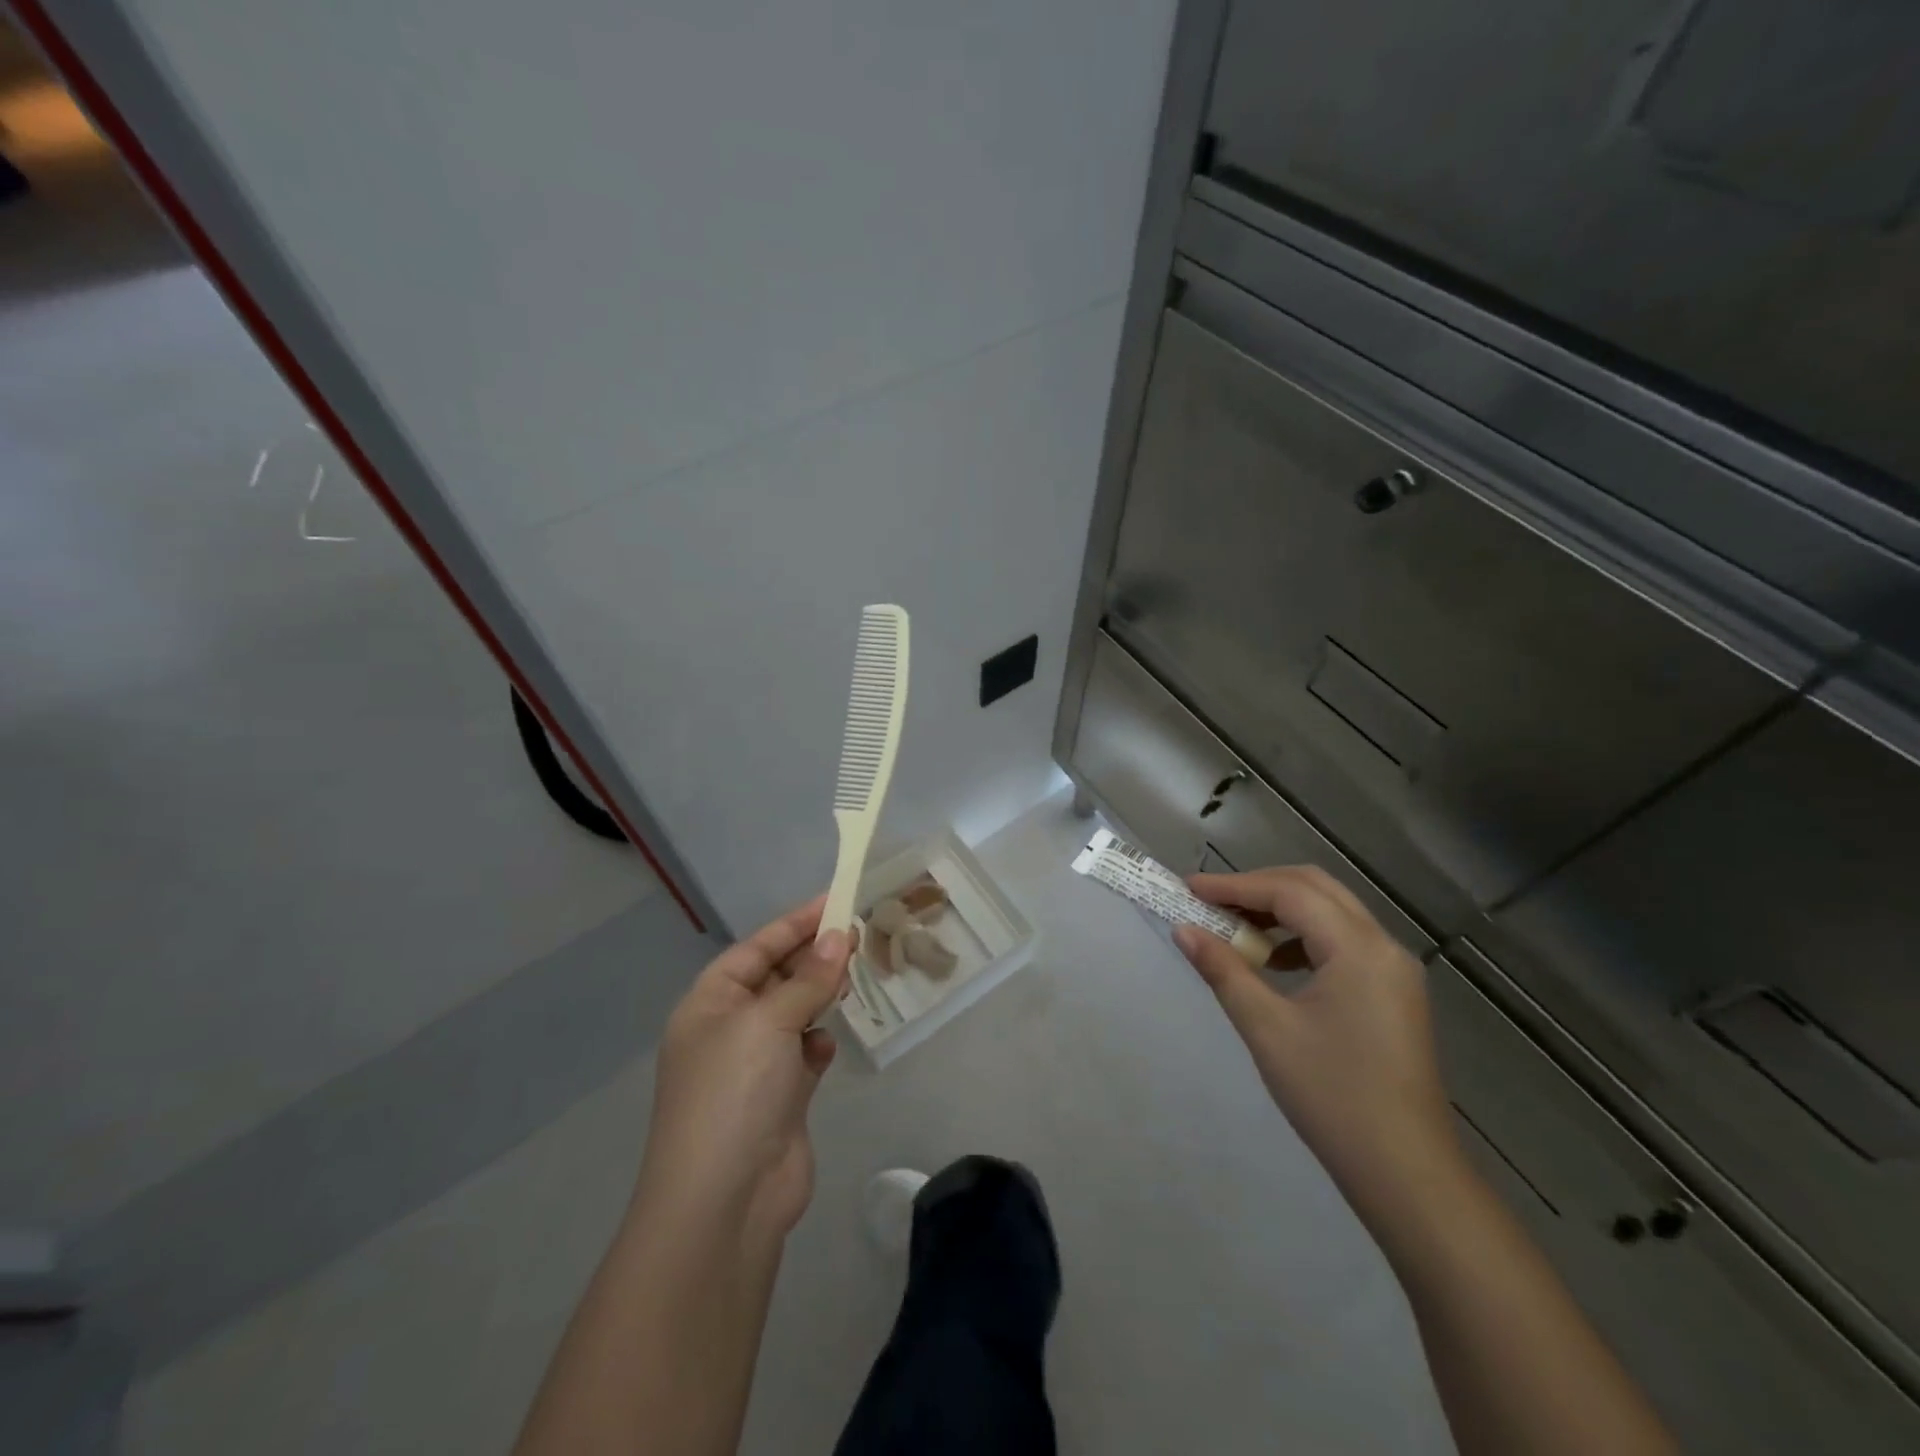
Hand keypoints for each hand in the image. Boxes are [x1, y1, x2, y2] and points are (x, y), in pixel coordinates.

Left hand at [636, 897, 851, 1239]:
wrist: (724, 1203)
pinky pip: (802, 1055)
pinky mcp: (779, 1100)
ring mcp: (752, 1068)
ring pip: (793, 1015)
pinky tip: (826, 1048)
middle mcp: (727, 1031)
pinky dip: (816, 1046)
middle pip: (775, 979)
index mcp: (708, 1004)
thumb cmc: (734, 1092)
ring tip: (851, 981)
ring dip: (818, 999)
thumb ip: (809, 978)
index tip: (835, 901)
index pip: (755, 949)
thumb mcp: (769, 1021)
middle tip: (856, 936)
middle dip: (812, 959)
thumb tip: (839, 936)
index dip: (794, 924)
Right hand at [1173, 867, 1460, 1223]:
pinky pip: (1342, 942)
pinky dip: (1302, 937)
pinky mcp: (1392, 993)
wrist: (1406, 1175)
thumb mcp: (1267, 1029)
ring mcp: (1393, 971)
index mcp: (1359, 949)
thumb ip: (1223, 970)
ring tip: (1234, 929)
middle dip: (1257, 888)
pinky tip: (1273, 963)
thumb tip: (1184, 930)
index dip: (1234, 885)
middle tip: (1209, 901)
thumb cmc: (1333, 1096)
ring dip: (1280, 910)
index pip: (1289, 892)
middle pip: (1314, 888)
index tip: (1188, 888)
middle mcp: (1384, 947)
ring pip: (1330, 912)